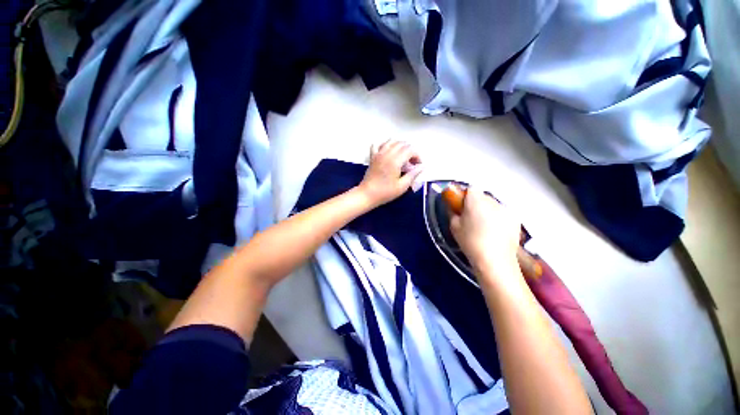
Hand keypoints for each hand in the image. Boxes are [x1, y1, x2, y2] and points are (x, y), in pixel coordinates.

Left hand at [357, 139, 422, 206]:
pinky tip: (388, 152)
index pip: (410, 150)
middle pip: (402, 144)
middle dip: (410, 151)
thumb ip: (413, 174)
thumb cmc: (385, 192)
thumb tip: (421, 166)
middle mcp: (387, 154)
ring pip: (391, 141)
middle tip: (412, 163)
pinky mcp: (373, 157)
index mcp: (395, 161)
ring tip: (402, 157)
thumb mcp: (402, 186)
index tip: (418, 165)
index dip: (417, 156)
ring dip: (400, 146)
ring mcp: (378, 154)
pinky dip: (385, 145)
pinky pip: (378, 144)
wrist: (367, 194)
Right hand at [450, 188, 520, 274]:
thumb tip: (454, 207)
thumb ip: (453, 212)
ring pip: (493, 205)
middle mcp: (493, 201)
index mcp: (476, 200)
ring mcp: (506, 210)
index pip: (471, 188)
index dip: (465, 195)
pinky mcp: (516, 220)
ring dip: (488, 210)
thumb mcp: (454, 226)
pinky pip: (503, 214)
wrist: (494, 261)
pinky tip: (495, 232)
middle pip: (483, 196)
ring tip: (484, 226)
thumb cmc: (470, 242)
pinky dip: (498, 218)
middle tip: (471, 217)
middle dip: (476, 203)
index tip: (461, 206)